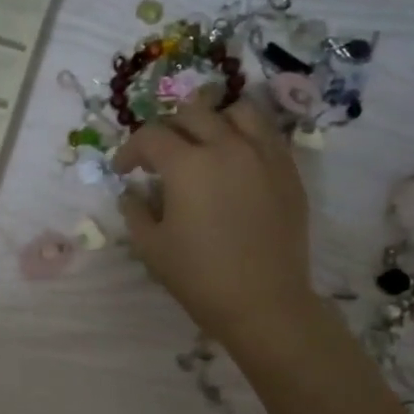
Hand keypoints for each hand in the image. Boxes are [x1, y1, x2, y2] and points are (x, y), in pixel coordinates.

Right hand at [114, 93, 314, 345]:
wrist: (263, 302)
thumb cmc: (199, 276)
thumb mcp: (151, 247)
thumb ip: (135, 211)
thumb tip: (132, 192)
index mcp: (187, 164)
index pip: (151, 136)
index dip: (131, 150)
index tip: (124, 171)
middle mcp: (227, 146)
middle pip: (192, 113)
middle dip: (168, 130)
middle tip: (160, 157)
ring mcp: (264, 154)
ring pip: (237, 112)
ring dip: (213, 121)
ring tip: (204, 145)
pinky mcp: (288, 170)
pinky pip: (267, 134)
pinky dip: (245, 136)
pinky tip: (236, 162)